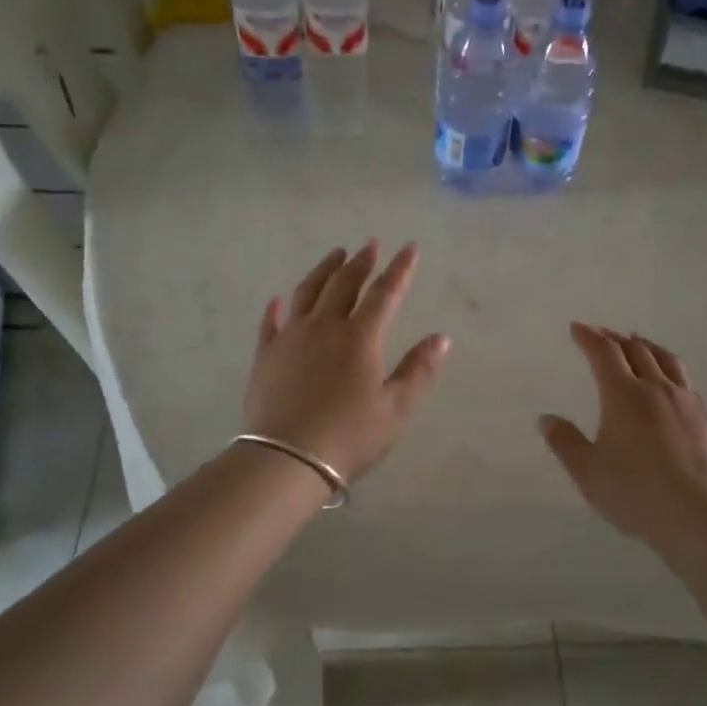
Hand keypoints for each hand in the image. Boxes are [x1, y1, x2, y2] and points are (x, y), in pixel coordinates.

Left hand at [244, 241, 449, 484]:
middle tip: (370, 245)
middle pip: (344, 284)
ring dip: (324, 270)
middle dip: (361, 262)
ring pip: (308, 292)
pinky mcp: (266, 354)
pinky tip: (280, 299)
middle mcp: (324, 327)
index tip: (408, 247)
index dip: (399, 269)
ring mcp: (291, 337)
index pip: (385, 293)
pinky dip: (278, 306)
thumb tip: (440, 338)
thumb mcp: (396, 409)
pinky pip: (271, 322)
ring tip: (335, 255)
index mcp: (360, 338)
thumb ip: (418, 370)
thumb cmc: (349, 436)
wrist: (286, 459)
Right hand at [539, 324, 706, 547]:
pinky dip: (669, 370)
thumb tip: (546, 419)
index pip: (604, 353)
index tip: (577, 328)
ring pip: (667, 360)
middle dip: (615, 338)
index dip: (589, 337)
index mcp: (623, 395)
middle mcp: (656, 388)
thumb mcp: (587, 471)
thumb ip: (565, 442)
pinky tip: (670, 383)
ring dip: (647, 346)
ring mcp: (686, 402)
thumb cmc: (635, 492)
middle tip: (603, 335)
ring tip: (638, 343)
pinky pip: (686, 382)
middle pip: (636, 350)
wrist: (698, 516)